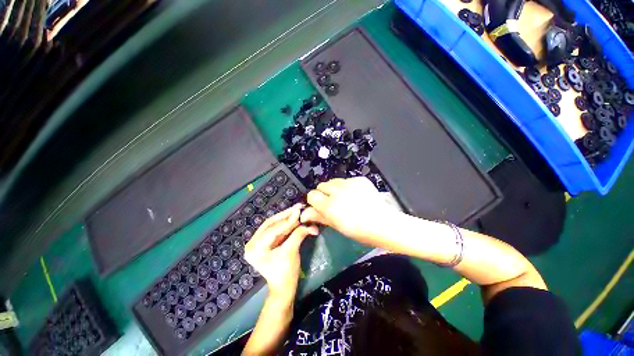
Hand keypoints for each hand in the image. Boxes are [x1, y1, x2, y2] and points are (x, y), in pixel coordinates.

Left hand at [244, 204, 318, 300]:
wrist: (284, 289)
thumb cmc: (285, 274)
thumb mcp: (291, 252)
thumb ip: (298, 234)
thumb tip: (307, 221)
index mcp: (254, 248)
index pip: (272, 229)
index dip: (287, 220)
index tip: (299, 210)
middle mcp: (253, 243)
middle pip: (271, 223)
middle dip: (286, 215)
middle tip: (298, 207)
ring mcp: (259, 242)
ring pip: (274, 224)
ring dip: (287, 217)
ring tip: (298, 209)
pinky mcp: (266, 242)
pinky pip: (277, 229)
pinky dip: (287, 224)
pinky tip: (295, 217)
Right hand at [300, 177, 397, 244]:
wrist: (383, 223)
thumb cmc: (359, 230)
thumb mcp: (336, 226)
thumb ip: (319, 217)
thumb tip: (303, 214)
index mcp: (330, 206)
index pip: (312, 195)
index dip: (314, 201)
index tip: (319, 206)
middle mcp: (337, 191)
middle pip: (321, 185)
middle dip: (324, 193)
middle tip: (332, 202)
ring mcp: (349, 183)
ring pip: (333, 181)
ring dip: (334, 188)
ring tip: (344, 198)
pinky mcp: (359, 179)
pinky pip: (346, 180)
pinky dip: (347, 186)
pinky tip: (355, 195)